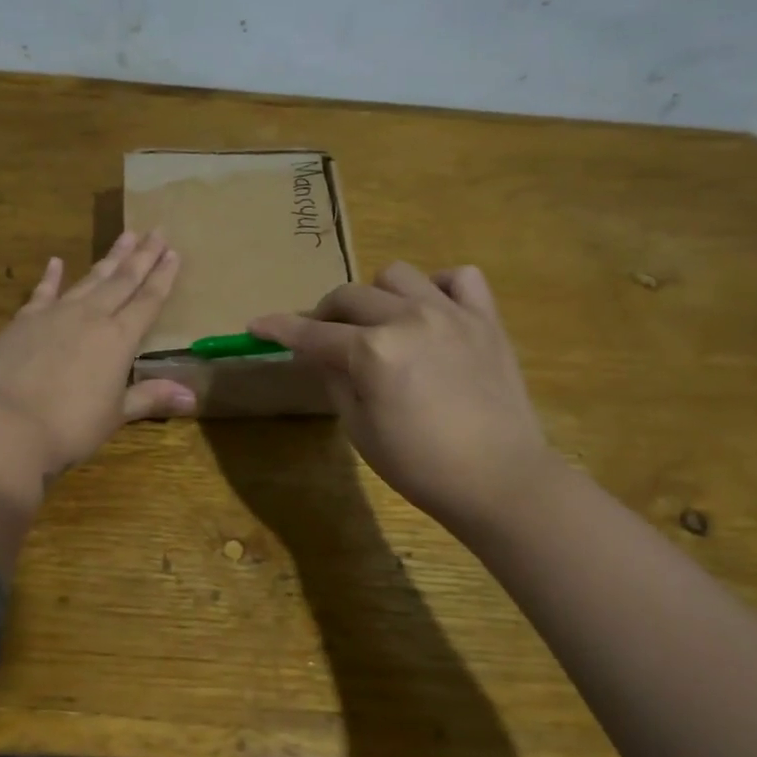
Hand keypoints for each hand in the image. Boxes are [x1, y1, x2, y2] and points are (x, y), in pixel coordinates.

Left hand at [0, 229, 195, 475]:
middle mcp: (91, 317)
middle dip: (142, 256)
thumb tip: (193, 396)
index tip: (174, 252)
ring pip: (89, 279)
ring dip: (109, 258)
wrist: (12, 426)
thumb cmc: (72, 426)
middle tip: (157, 230)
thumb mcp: (117, 415)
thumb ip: (151, 397)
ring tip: (125, 235)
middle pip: (122, 281)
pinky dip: (51, 276)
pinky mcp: (25, 320)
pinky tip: (56, 261)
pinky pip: (43, 292)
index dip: (163, 277)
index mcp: (119, 339)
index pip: (148, 301)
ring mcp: (56, 314)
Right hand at [249, 261, 554, 525]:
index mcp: (372, 351)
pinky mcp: (486, 319)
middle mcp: (408, 318)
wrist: (500, 481)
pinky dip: (438, 287)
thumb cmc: (420, 466)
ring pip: (397, 275)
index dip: (279, 328)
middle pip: (349, 296)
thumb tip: (319, 353)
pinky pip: (459, 278)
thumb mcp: (359, 429)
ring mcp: (451, 313)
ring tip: (381, 323)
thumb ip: (334, 379)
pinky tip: (432, 311)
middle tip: (324, 339)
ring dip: (377, 295)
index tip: (256, 325)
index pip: (312, 333)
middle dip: (325, 315)